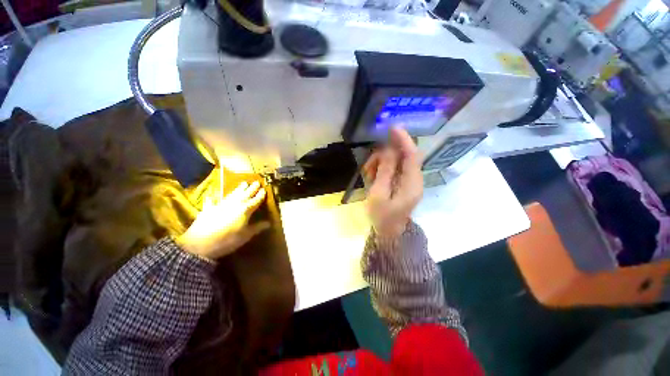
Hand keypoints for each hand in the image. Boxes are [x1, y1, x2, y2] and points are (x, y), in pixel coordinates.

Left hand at [176, 181, 268, 260]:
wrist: (200, 244)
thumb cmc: (227, 240)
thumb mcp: (245, 236)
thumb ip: (257, 228)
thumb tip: (269, 223)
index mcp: (245, 210)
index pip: (255, 200)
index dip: (260, 195)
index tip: (264, 189)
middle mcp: (235, 204)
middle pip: (245, 194)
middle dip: (252, 188)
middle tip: (256, 182)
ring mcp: (221, 205)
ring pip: (233, 194)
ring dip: (239, 189)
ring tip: (244, 183)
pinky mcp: (209, 209)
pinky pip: (213, 201)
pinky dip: (213, 197)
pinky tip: (211, 195)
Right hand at [363, 127, 422, 240]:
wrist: (389, 233)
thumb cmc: (382, 217)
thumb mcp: (378, 195)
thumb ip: (384, 172)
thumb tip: (388, 150)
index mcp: (412, 184)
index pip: (412, 155)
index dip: (403, 140)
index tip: (392, 128)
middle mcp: (414, 179)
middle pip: (403, 156)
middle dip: (384, 156)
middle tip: (368, 167)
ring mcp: (409, 181)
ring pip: (396, 162)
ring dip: (380, 163)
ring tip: (368, 175)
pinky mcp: (403, 183)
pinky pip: (393, 169)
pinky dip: (381, 169)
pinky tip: (372, 177)